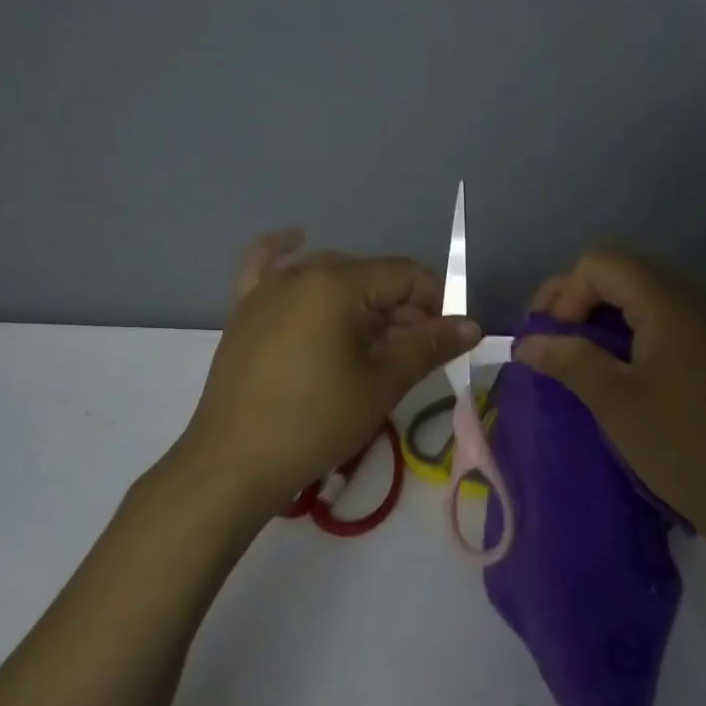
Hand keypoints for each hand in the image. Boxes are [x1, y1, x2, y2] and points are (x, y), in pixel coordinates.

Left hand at [179, 230, 480, 519]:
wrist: (233, 464)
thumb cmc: (315, 422)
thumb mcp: (381, 384)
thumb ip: (428, 346)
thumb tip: (472, 325)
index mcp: (337, 282)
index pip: (404, 275)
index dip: (435, 303)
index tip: (445, 340)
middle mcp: (301, 271)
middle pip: (369, 276)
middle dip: (400, 308)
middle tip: (411, 354)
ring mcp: (267, 287)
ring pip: (329, 275)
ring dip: (359, 299)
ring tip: (372, 340)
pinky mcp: (244, 308)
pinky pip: (267, 265)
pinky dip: (286, 252)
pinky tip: (297, 242)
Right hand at [515, 249, 705, 540]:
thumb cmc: (686, 447)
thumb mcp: (616, 402)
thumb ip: (569, 359)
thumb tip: (525, 342)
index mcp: (671, 302)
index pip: (601, 264)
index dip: (565, 293)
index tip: (549, 339)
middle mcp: (698, 299)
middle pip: (623, 273)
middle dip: (578, 300)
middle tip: (550, 340)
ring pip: (645, 295)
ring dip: (605, 317)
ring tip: (578, 355)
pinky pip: (668, 319)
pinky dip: (633, 332)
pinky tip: (619, 367)